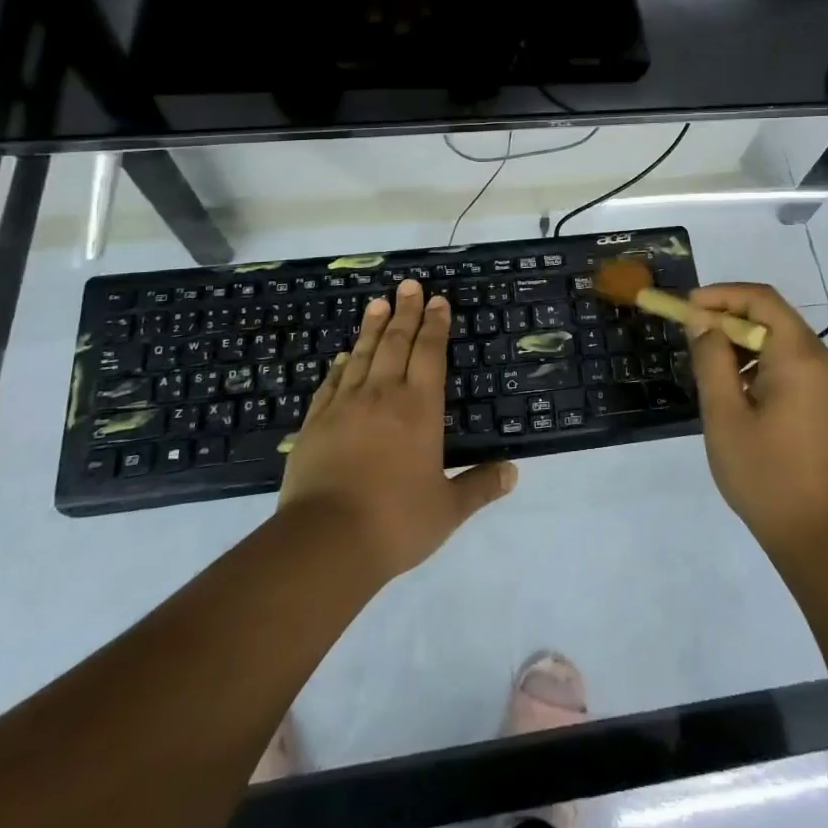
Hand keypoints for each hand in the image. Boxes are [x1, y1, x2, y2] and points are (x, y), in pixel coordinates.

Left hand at [279, 280, 516, 580]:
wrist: (325, 542)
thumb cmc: (395, 522)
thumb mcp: (447, 510)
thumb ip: (479, 486)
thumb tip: (513, 472)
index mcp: (420, 409)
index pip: (430, 353)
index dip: (435, 325)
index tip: (437, 301)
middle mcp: (383, 396)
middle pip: (396, 343)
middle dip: (405, 312)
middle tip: (408, 286)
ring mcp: (345, 407)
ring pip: (362, 355)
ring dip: (372, 328)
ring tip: (377, 304)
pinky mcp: (315, 424)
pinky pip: (330, 384)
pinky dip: (340, 366)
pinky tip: (342, 357)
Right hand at [687, 283, 827, 556]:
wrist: (821, 535)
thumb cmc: (766, 474)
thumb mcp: (725, 415)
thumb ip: (711, 360)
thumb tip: (702, 321)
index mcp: (800, 356)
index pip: (761, 300)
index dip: (721, 295)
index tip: (687, 307)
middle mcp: (821, 359)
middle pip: (772, 316)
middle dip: (729, 318)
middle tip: (692, 335)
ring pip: (781, 340)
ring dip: (743, 341)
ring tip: (708, 364)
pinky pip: (791, 363)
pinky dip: (760, 362)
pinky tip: (736, 388)